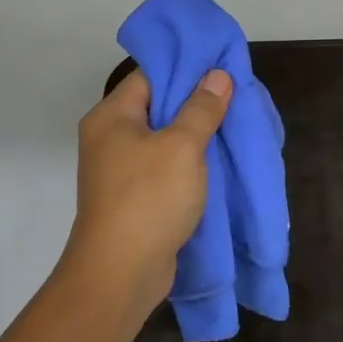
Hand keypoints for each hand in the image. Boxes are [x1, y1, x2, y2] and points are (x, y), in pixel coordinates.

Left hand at [63, 68, 231, 318]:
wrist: (120, 275)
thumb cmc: (148, 199)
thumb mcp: (182, 146)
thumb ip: (201, 108)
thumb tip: (217, 75)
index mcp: (111, 116)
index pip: (149, 75)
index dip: (186, 68)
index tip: (220, 67)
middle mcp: (109, 137)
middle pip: (156, 106)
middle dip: (195, 104)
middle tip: (233, 97)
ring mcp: (118, 170)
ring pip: (162, 140)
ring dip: (194, 136)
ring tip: (232, 127)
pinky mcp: (132, 197)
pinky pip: (163, 168)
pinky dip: (187, 164)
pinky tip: (217, 163)